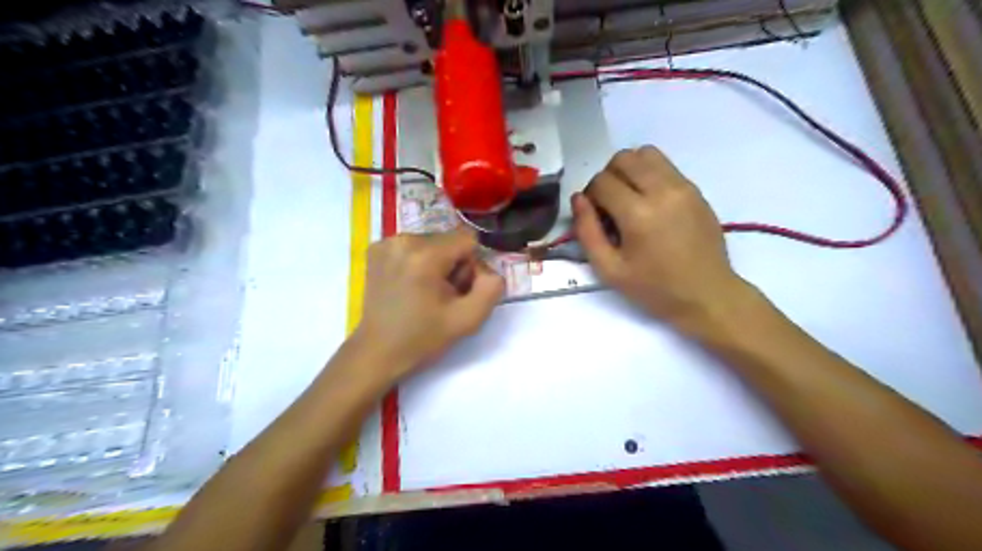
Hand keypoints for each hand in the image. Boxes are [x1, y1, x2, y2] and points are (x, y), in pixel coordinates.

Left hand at [356, 228, 506, 379]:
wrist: (378, 351)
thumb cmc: (423, 338)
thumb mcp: (468, 319)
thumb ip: (491, 288)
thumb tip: (487, 269)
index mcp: (424, 255)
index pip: (468, 240)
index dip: (471, 266)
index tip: (458, 290)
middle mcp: (403, 240)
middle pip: (449, 240)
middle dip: (453, 264)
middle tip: (441, 296)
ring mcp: (386, 242)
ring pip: (432, 242)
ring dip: (436, 263)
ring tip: (424, 292)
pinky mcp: (376, 248)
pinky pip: (413, 246)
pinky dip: (417, 262)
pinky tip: (409, 285)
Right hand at [578, 144, 744, 331]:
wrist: (707, 294)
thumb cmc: (654, 288)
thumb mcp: (609, 269)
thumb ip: (587, 232)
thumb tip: (578, 199)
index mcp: (638, 214)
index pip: (602, 181)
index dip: (590, 196)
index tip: (595, 216)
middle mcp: (662, 191)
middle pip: (623, 158)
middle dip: (608, 177)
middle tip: (610, 205)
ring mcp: (683, 186)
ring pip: (646, 153)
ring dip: (629, 170)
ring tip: (629, 198)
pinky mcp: (695, 189)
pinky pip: (665, 166)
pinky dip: (649, 175)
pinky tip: (650, 203)